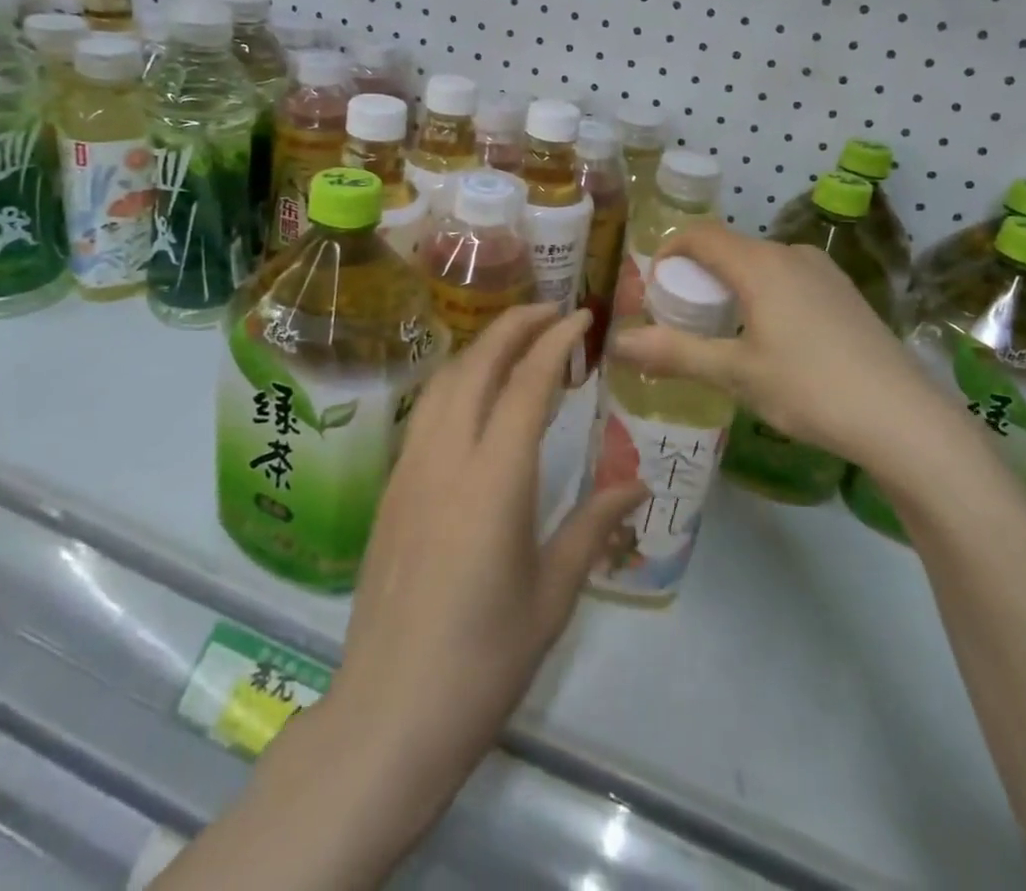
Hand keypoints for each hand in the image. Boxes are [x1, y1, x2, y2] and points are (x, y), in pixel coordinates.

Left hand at [327, 304, 645, 824]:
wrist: (389, 714)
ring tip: (516, 341)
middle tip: (551, 311)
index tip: (582, 316)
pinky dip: (457, 381)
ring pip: (445, 381)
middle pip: (478, 364)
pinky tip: (476, 396)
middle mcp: (447, 457)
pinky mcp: (390, 489)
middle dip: (515, 325)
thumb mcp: (552, 594)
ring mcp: (410, 469)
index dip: (556, 340)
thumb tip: (636, 484)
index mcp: (495, 478)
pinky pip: (426, 411)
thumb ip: (593, 527)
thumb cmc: (484, 660)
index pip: (528, 383)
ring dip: (482, 348)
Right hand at [610, 224, 951, 469]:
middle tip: (682, 316)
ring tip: (724, 331)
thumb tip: (618, 343)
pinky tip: (773, 339)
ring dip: (733, 286)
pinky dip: (764, 295)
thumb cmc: (809, 389)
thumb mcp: (735, 374)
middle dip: (699, 274)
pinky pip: (790, 279)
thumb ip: (675, 354)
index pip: (701, 235)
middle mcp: (792, 255)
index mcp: (760, 264)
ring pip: (762, 265)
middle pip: (731, 249)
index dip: (669, 250)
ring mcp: (824, 272)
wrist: (902, 419)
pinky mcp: (845, 293)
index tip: (652, 284)